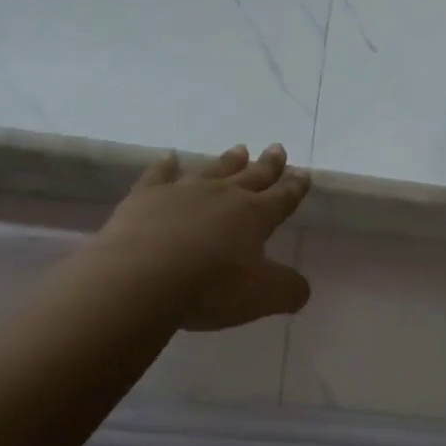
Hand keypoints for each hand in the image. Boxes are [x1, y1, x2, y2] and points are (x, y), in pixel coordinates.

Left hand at [88, 144, 311, 329]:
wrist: (141, 278)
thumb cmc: (210, 287)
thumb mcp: (262, 297)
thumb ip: (288, 290)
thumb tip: (302, 288)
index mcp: (255, 216)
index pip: (282, 198)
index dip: (295, 188)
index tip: (304, 174)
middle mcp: (223, 196)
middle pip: (251, 176)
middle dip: (268, 165)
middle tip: (277, 148)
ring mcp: (183, 192)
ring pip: (212, 170)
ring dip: (228, 161)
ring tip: (240, 149)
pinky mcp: (146, 197)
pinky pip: (159, 174)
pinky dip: (166, 165)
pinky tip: (170, 157)